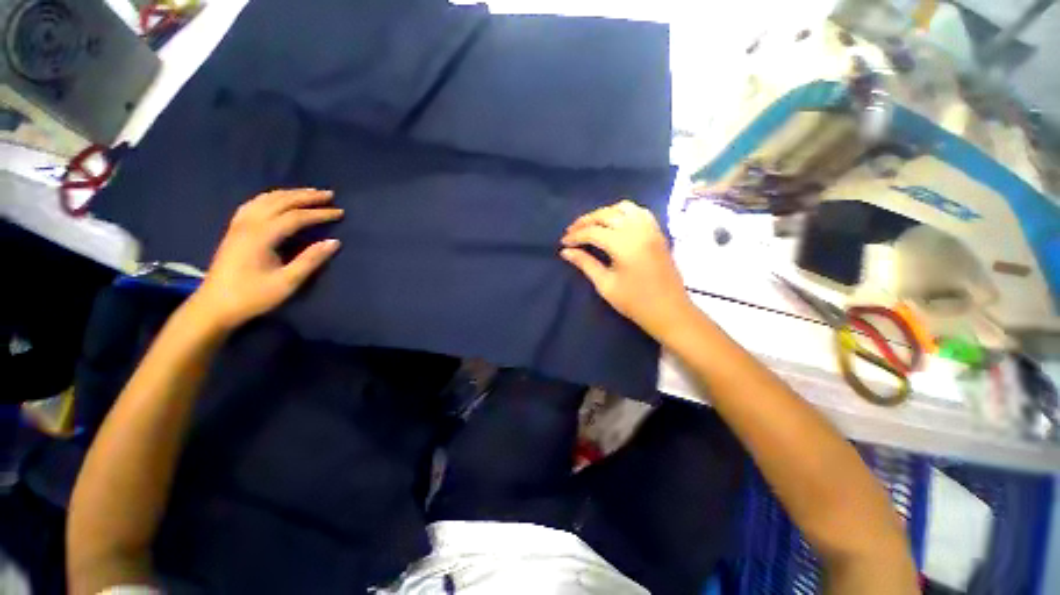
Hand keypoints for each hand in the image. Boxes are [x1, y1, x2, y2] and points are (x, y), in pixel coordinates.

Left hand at [188, 189, 343, 330]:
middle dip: (306, 196)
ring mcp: (239, 225)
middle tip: (329, 194)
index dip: (319, 214)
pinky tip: (279, 199)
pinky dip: (271, 198)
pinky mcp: (234, 230)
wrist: (214, 306)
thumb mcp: (287, 282)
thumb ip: (310, 260)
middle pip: (280, 202)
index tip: (340, 213)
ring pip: (266, 199)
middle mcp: (248, 224)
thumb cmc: (253, 296)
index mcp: (261, 236)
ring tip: (309, 193)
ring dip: (290, 194)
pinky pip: (254, 204)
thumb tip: (334, 242)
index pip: (295, 217)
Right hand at [560, 200, 693, 339]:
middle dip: (586, 221)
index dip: (576, 236)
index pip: (593, 232)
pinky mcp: (658, 232)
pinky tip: (615, 223)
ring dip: (604, 213)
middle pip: (606, 215)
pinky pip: (639, 212)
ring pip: (623, 208)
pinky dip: (623, 212)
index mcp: (624, 245)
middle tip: (571, 232)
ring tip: (591, 225)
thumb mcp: (605, 285)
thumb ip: (585, 264)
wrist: (670, 311)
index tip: (563, 243)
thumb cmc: (635, 302)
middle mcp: (638, 230)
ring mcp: (651, 229)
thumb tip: (565, 252)